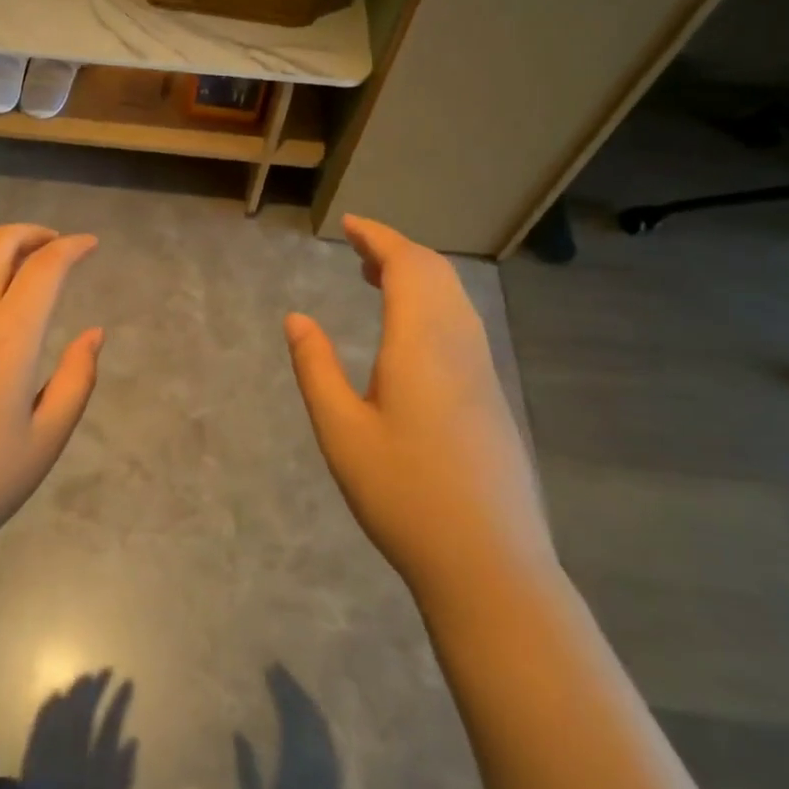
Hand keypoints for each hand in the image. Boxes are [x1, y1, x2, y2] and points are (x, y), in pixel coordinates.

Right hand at [284, 216, 554, 615]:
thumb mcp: (341, 431)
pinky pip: (462, 325)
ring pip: (455, 300)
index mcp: (422, 345)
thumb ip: (316, 368)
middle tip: (359, 249)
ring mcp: (482, 373)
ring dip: (419, 277)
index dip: (378, 238)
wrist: (487, 564)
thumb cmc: (403, 494)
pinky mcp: (491, 398)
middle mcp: (460, 346)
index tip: (350, 224)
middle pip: (437, 275)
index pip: (407, 266)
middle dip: (398, 251)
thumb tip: (296, 318)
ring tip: (378, 280)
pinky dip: (433, 305)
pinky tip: (410, 334)